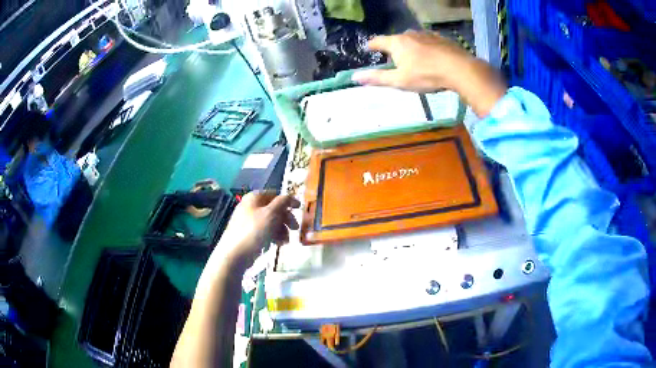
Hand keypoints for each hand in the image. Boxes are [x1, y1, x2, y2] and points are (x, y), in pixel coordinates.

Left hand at [216, 192, 299, 263]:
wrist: (235, 253)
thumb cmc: (254, 230)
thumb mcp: (271, 213)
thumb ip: (283, 202)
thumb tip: (289, 197)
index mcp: (254, 197)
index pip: (275, 195)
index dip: (288, 201)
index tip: (299, 209)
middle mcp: (250, 206)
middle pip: (274, 209)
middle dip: (286, 219)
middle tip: (295, 229)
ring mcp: (248, 221)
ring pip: (270, 222)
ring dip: (281, 230)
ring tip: (285, 241)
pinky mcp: (248, 234)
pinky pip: (264, 231)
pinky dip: (273, 236)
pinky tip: (278, 244)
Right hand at [352, 30, 473, 91]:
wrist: (459, 69)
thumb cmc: (426, 75)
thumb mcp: (400, 80)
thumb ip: (377, 78)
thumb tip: (355, 77)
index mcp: (396, 43)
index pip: (377, 41)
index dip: (371, 45)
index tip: (368, 49)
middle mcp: (409, 34)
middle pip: (395, 39)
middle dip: (392, 48)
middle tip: (393, 59)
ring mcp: (426, 34)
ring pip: (412, 39)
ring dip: (409, 47)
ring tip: (413, 58)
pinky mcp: (440, 38)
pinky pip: (427, 41)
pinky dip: (424, 47)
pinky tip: (430, 57)